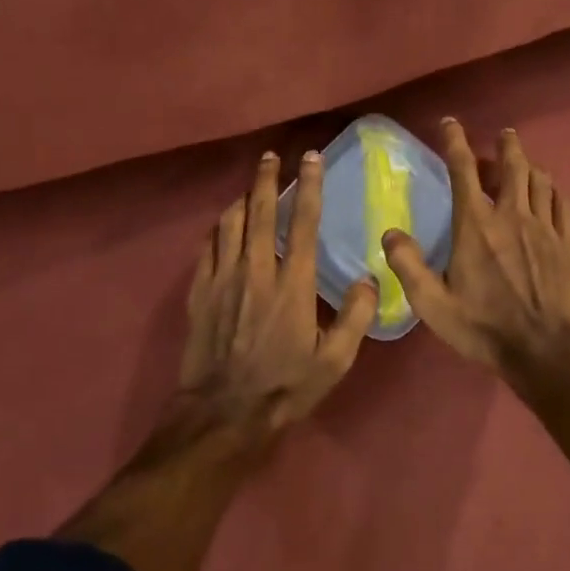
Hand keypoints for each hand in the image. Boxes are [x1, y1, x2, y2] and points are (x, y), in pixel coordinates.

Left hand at [176, 150, 377, 442]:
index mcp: (291, 284)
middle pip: (259, 212)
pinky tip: (223, 225)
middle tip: (271, 156)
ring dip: (242, 198)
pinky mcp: (199, 292)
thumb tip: (370, 279)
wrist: (223, 414)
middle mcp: (255, 270)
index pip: (302, 222)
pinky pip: (207, 247)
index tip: (311, 159)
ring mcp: (222, 279)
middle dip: (266, 179)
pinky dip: (217, 228)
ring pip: (229, 223)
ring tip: (250, 186)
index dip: (309, 186)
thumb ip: (355, 318)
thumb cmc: (284, 387)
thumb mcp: (334, 362)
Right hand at [381, 120, 569, 371]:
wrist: (545, 350)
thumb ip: (408, 266)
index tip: (451, 122)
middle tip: (503, 135)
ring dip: (529, 165)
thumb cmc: (484, 327)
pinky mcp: (568, 243)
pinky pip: (563, 203)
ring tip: (524, 162)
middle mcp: (512, 215)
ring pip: (540, 180)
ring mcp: (544, 227)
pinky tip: (550, 193)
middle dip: (506, 145)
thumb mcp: (433, 304)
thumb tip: (389, 232)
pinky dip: (554, 190)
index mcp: (476, 225)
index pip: (463, 170)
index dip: (455, 141)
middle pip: (512, 166)